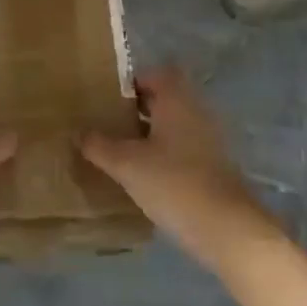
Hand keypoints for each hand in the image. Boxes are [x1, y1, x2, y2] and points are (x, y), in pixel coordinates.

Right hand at [80, 67, 285, 275]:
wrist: (229, 231)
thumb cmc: (174, 184)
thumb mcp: (127, 165)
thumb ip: (100, 145)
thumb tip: (78, 132)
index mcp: (176, 99)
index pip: (154, 74)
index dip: (131, 81)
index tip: (107, 98)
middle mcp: (196, 111)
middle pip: (164, 99)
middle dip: (138, 108)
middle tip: (109, 123)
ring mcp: (210, 140)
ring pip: (174, 125)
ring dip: (151, 133)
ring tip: (122, 150)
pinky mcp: (215, 167)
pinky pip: (184, 148)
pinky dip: (166, 154)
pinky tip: (146, 176)